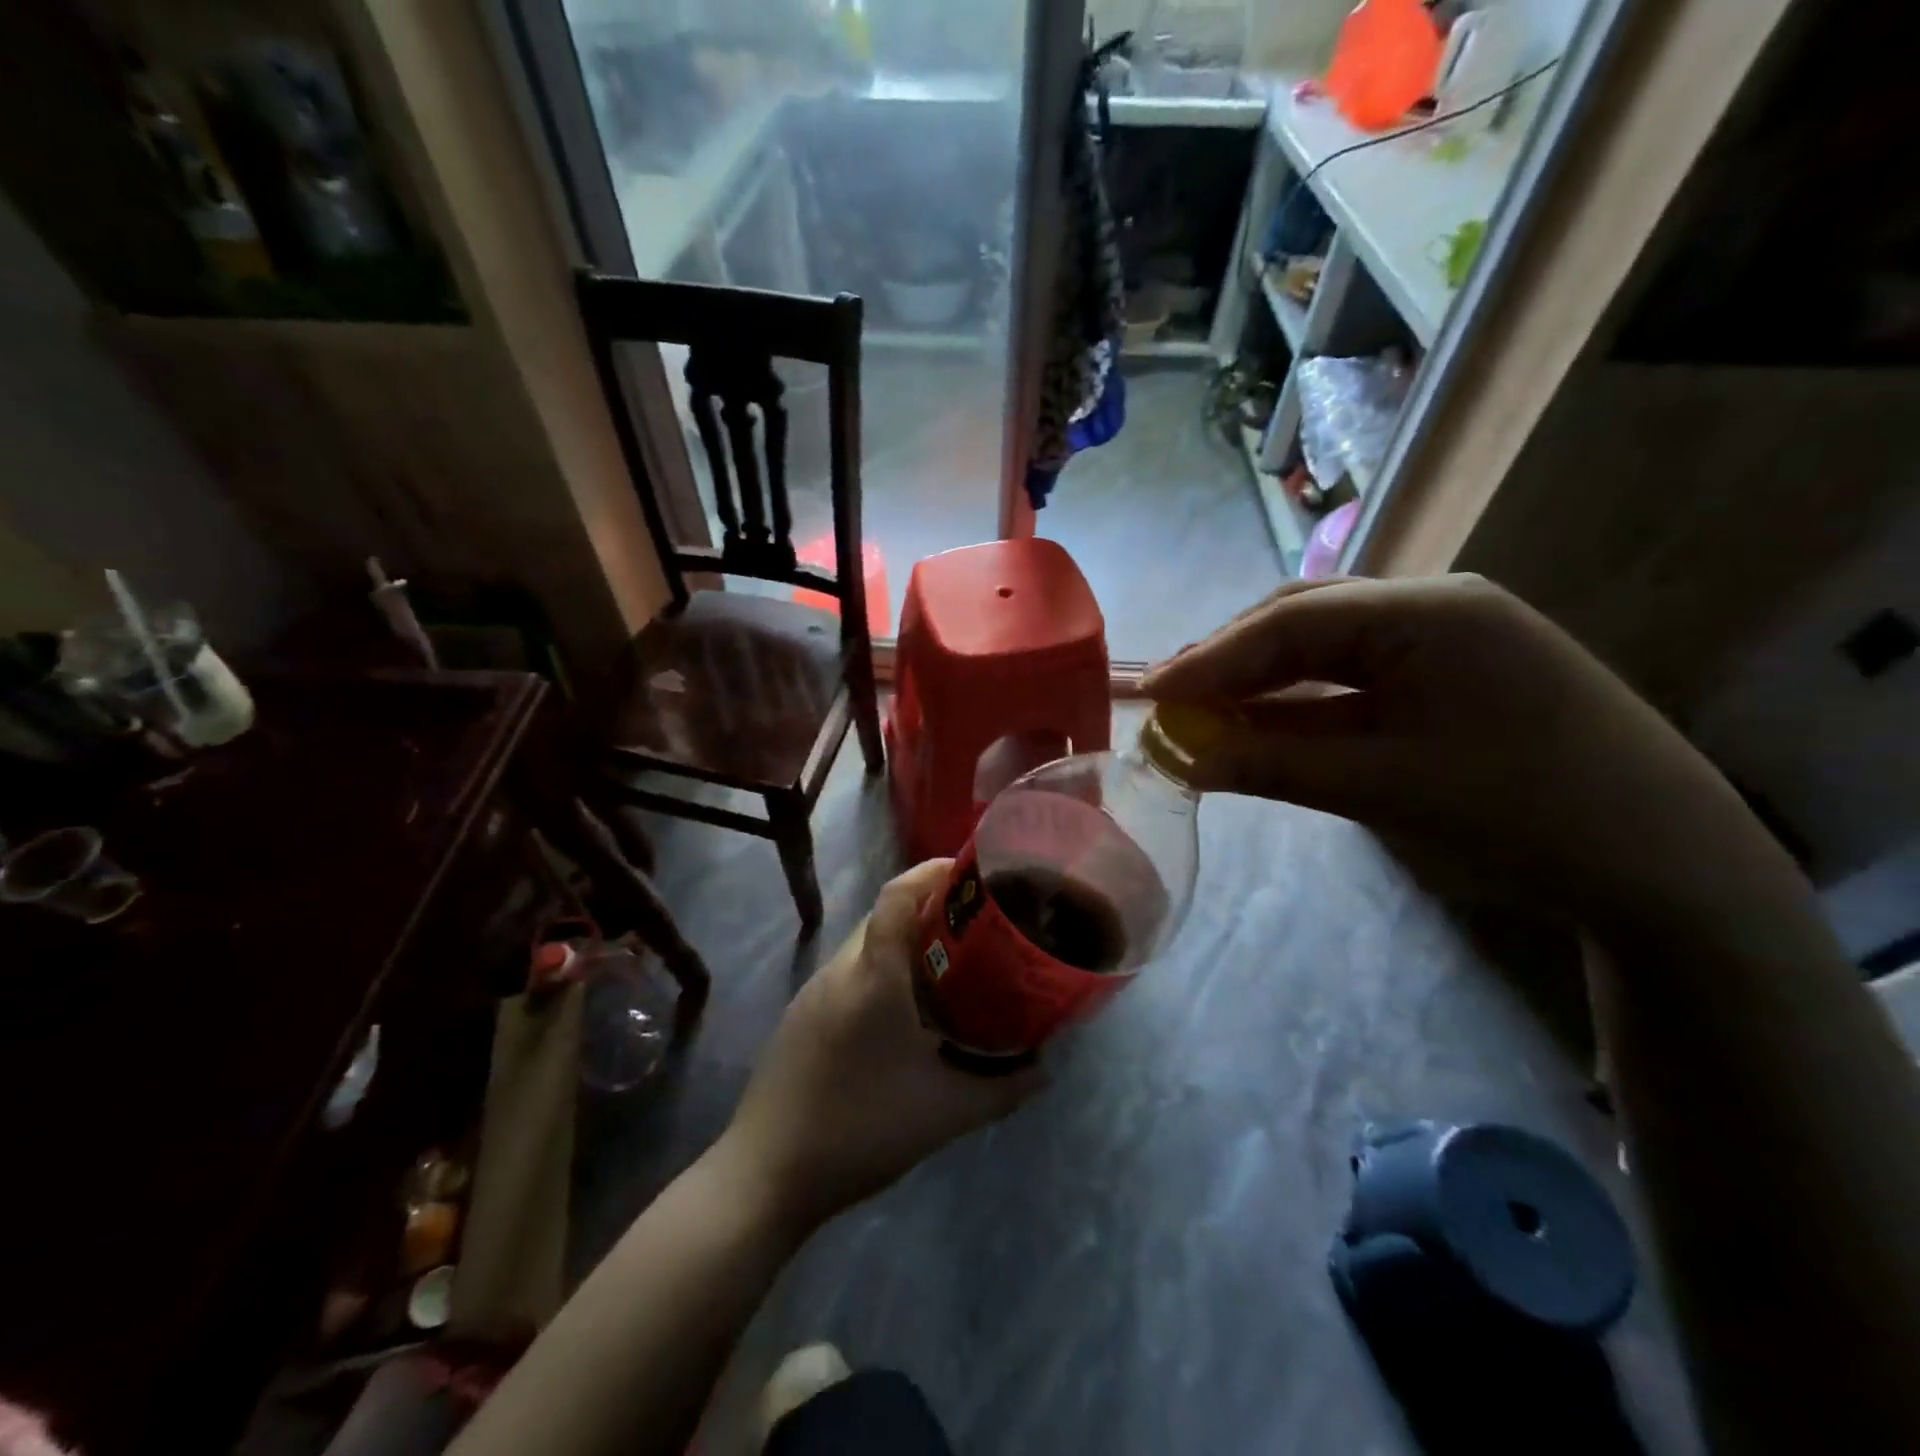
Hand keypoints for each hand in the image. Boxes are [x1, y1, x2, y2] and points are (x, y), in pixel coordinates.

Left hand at [717, 861, 1042, 1229]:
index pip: (897, 896)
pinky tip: (902, 1011)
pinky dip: (879, 970)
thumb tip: (1045, 1069)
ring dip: (902, 942)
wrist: (766, 1174)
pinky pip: (848, 973)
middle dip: (927, 908)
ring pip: (864, 944)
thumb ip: (1003, 1089)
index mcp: (873, 977)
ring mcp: (813, 993)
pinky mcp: (800, 1017)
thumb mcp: (946, 1114)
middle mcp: (839, 971)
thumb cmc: (862, 1129)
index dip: (931, 872)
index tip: (968, 871)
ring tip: (946, 965)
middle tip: (973, 926)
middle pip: (883, 914)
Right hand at [1142, 575, 1768, 922]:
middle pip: (1305, 619)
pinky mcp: (1453, 674)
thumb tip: (1183, 760)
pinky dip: (1305, 699)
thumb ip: (1270, 766)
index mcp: (1428, 612)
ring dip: (1264, 678)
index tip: (1151, 691)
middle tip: (1171, 697)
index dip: (1212, 657)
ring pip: (1328, 645)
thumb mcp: (1380, 788)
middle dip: (1232, 659)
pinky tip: (1265, 719)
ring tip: (1203, 708)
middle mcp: (1435, 606)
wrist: (1664, 864)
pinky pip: (1358, 675)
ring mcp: (1448, 638)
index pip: (1290, 622)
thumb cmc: (1520, 813)